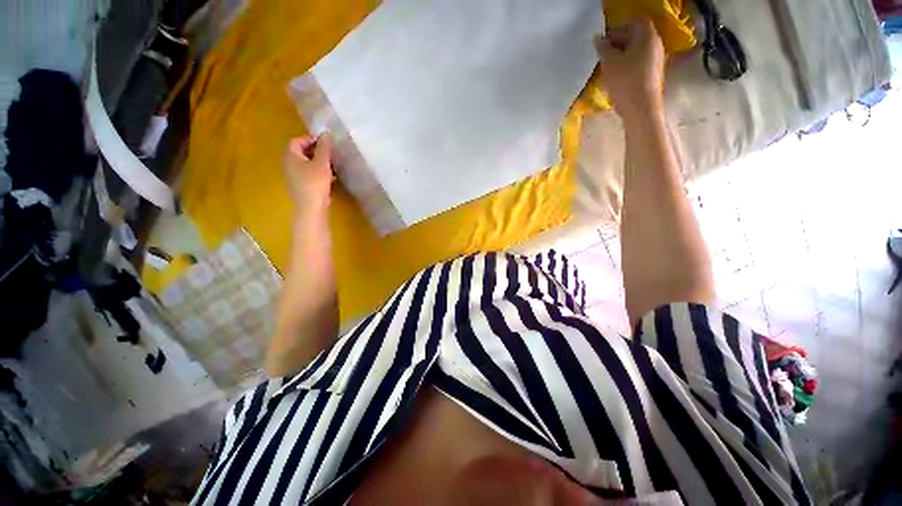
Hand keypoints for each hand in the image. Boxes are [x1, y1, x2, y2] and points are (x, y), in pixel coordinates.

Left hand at [283, 133, 333, 215]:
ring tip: (332, 165)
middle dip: (315, 150)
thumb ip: (324, 148)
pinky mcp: (300, 187)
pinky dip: (317, 172)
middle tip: (330, 153)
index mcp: (290, 155)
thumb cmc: (315, 182)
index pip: (297, 140)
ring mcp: (293, 176)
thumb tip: (325, 133)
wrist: (311, 207)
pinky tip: (329, 178)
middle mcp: (288, 164)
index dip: (310, 138)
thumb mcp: (322, 163)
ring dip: (317, 162)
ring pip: (305, 164)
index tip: (325, 142)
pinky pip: (307, 174)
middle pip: (300, 152)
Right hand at [595, 18, 665, 120]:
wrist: (640, 108)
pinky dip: (626, 66)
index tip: (604, 39)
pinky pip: (637, 64)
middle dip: (618, 43)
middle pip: (636, 37)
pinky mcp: (651, 75)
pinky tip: (614, 77)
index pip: (635, 22)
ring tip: (606, 66)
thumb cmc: (625, 81)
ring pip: (636, 52)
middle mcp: (655, 45)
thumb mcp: (609, 62)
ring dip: (620, 56)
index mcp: (647, 36)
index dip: (618, 28)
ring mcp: (655, 61)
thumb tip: (598, 39)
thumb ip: (603, 48)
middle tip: (601, 53)